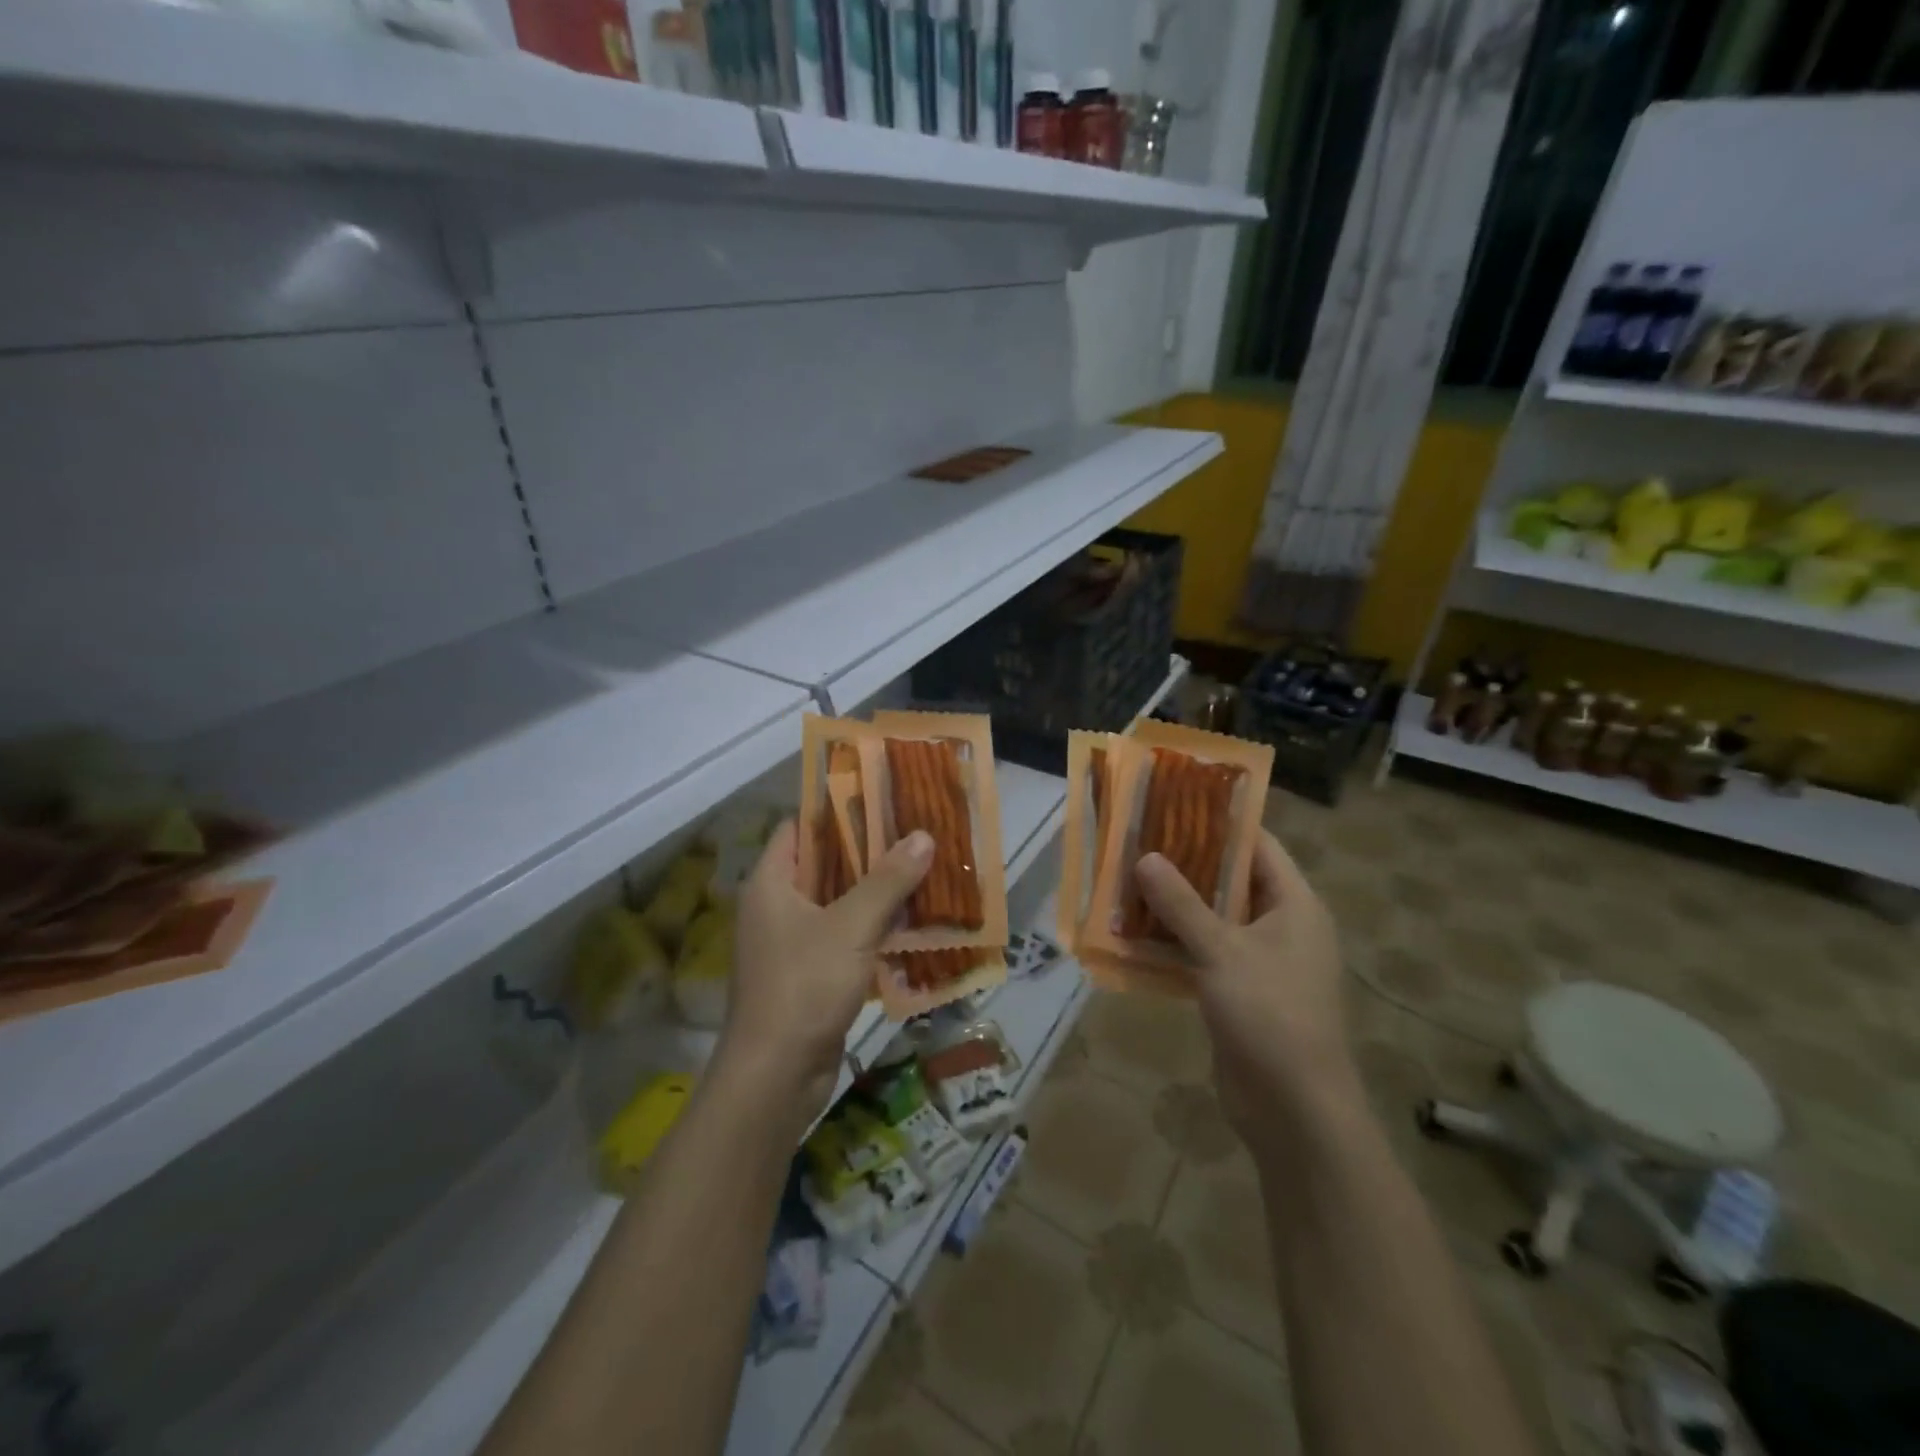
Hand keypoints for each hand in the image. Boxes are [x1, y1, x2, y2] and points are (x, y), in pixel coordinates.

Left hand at [719, 821, 933, 1125]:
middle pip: (825, 864)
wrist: (776, 1076)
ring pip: (839, 902)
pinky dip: (874, 927)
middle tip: (916, 833)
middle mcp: (777, 906)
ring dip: (877, 891)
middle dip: (869, 851)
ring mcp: (792, 942)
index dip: (838, 810)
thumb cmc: (804, 986)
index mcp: (771, 882)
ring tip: (924, 870)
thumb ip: (887, 880)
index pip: (801, 827)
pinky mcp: (810, 973)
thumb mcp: (851, 926)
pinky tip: (913, 922)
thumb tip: (923, 835)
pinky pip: (845, 936)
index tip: (882, 799)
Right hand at [1135, 830, 1357, 1147]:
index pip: (1258, 845)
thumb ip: (1181, 904)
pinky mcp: (1239, 992)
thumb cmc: (1270, 1015)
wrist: (1294, 1110)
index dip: (1219, 822)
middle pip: (1230, 880)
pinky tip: (1132, 934)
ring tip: (1125, 880)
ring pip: (1212, 919)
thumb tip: (1144, 856)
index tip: (1174, 803)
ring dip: (1174, 906)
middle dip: (1185, 863)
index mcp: (1294, 905)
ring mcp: (1261, 962)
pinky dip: (1173, 944)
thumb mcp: (1222, 951)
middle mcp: (1281, 926)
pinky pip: (1203, 954)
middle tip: (1136, 840)